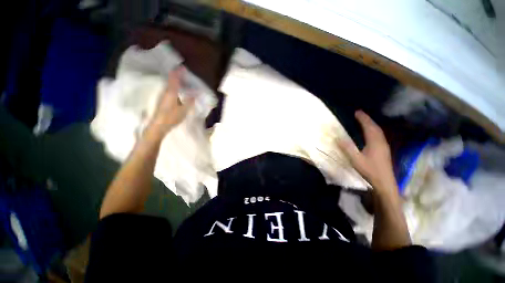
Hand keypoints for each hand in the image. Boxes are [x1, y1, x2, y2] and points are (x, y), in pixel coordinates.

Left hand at [146, 67, 194, 138]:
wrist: (158, 125)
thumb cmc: (172, 117)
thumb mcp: (184, 110)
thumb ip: (190, 101)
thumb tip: (196, 93)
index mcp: (171, 92)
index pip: (174, 78)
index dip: (178, 72)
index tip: (183, 67)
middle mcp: (165, 91)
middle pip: (171, 80)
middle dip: (177, 76)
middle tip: (185, 75)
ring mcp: (163, 96)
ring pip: (170, 85)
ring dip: (176, 82)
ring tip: (184, 83)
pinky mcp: (163, 100)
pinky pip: (170, 90)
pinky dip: (175, 88)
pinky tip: (179, 92)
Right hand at [339, 111, 396, 194]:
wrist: (384, 182)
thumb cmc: (369, 170)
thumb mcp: (356, 159)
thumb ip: (347, 148)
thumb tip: (338, 138)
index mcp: (374, 142)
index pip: (369, 127)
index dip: (363, 119)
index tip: (357, 112)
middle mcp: (381, 142)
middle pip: (375, 127)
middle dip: (368, 119)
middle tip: (360, 114)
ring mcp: (384, 146)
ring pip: (378, 131)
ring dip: (371, 124)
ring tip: (364, 121)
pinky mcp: (384, 150)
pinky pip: (379, 136)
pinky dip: (374, 130)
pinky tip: (371, 133)